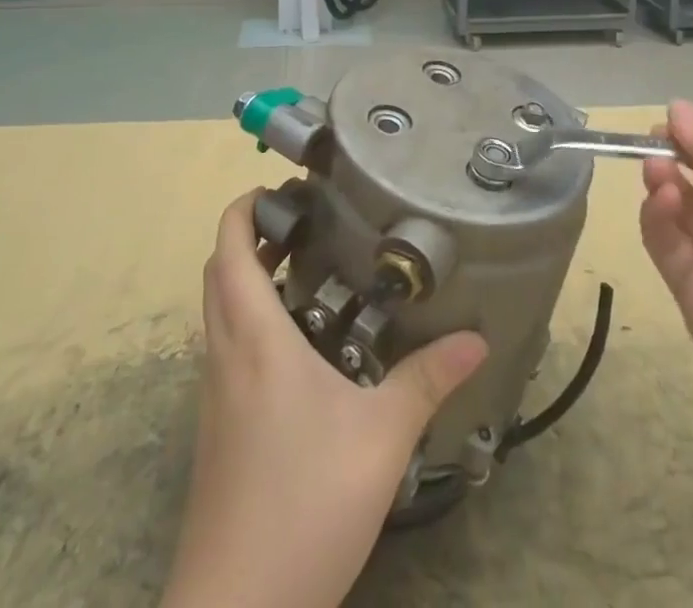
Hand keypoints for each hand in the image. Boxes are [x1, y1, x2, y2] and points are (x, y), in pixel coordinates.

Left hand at [162, 192, 488, 607]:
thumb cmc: (305, 503)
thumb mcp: (381, 437)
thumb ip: (427, 380)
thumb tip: (476, 339)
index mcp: (254, 339)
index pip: (229, 249)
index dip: (243, 208)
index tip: (280, 189)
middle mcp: (225, 356)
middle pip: (220, 274)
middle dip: (251, 238)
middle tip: (305, 225)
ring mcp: (215, 397)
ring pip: (220, 314)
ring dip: (249, 281)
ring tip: (308, 274)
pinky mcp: (218, 432)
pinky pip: (227, 351)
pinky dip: (252, 323)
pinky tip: (301, 350)